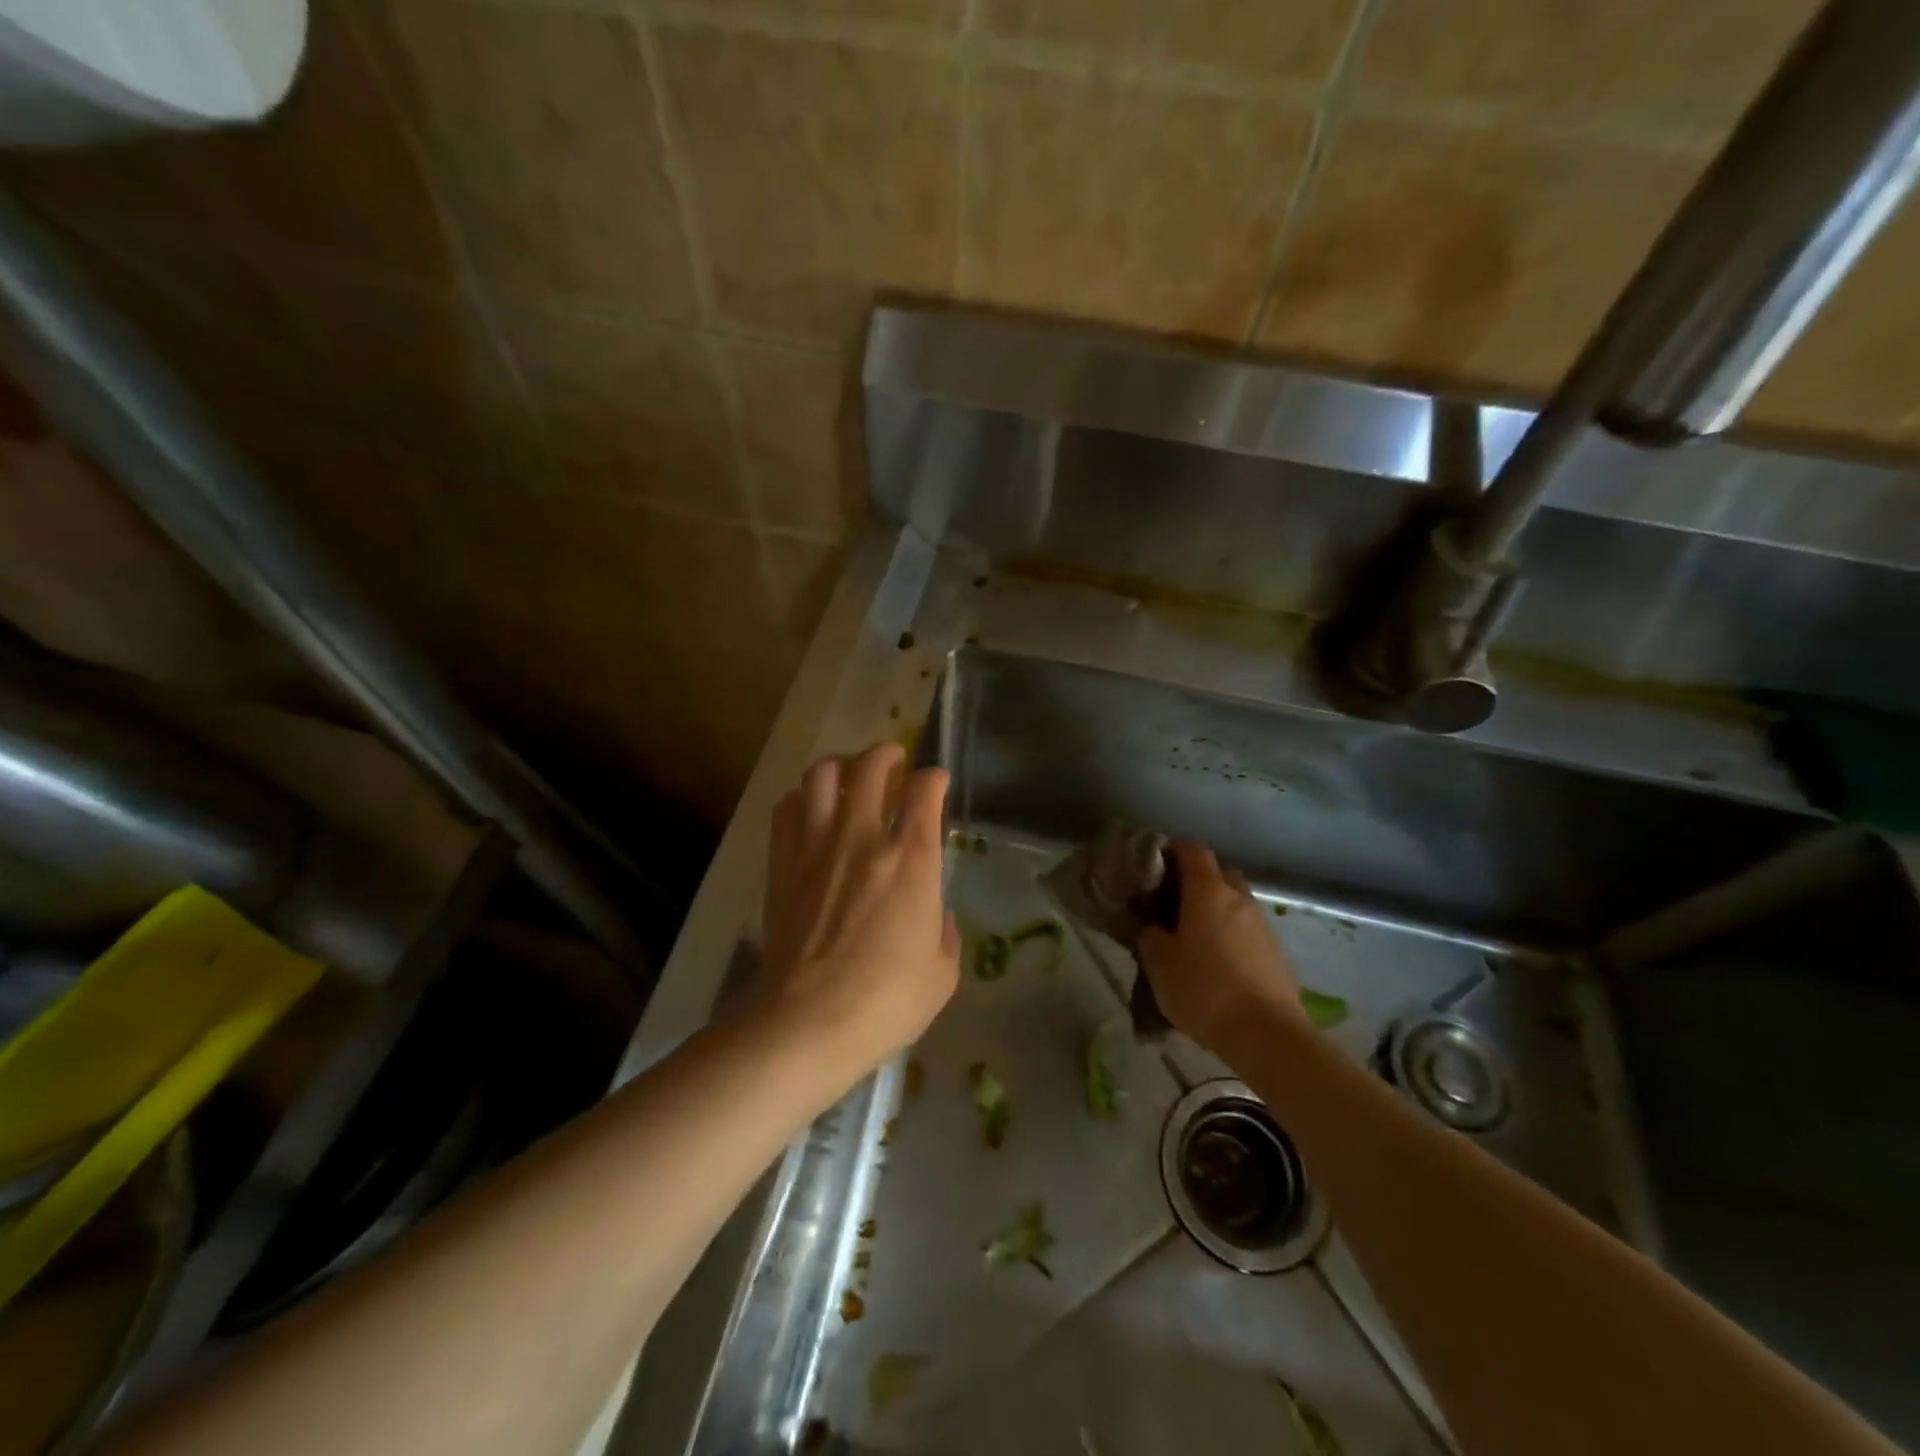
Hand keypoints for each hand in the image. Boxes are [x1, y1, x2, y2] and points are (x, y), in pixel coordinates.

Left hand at [760, 742, 959, 1079]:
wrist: (810, 1021)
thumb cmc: (886, 1001)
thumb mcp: (942, 973)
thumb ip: (945, 933)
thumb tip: (935, 914)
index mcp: (912, 858)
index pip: (925, 789)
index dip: (934, 777)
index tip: (935, 782)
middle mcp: (863, 837)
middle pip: (871, 765)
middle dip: (887, 753)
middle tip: (893, 761)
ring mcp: (817, 846)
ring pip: (823, 775)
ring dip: (841, 766)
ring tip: (849, 777)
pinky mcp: (782, 863)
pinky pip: (787, 808)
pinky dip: (802, 797)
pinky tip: (810, 810)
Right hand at [1138, 840, 1304, 1057]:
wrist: (1267, 1035)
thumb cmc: (1204, 989)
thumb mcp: (1159, 964)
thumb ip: (1150, 936)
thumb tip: (1152, 927)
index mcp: (1208, 891)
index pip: (1192, 850)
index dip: (1172, 851)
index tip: (1154, 867)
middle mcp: (1239, 899)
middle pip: (1219, 873)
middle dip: (1197, 880)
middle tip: (1172, 903)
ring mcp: (1263, 926)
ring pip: (1235, 903)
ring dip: (1216, 911)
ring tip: (1193, 938)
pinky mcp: (1277, 954)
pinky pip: (1248, 931)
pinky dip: (1231, 936)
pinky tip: (1217, 964)